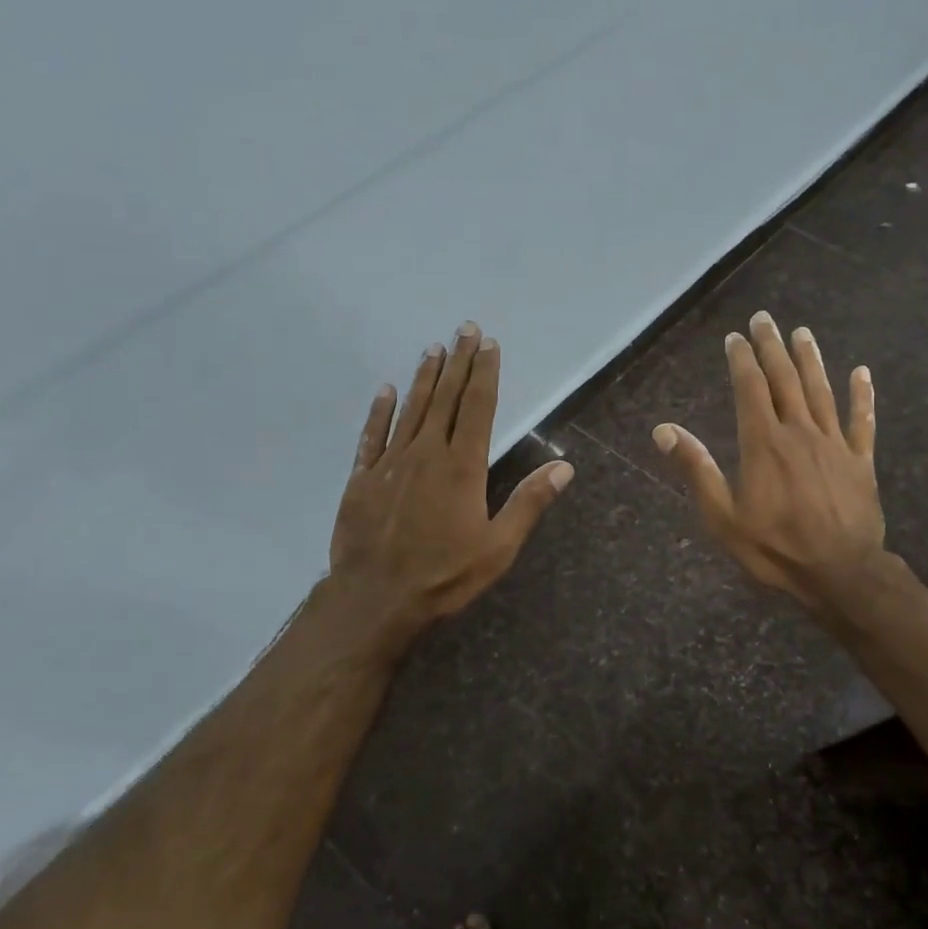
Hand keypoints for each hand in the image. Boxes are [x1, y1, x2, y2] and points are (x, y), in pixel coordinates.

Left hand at [327, 323, 572, 652]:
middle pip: (445, 398)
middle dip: (458, 362)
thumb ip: (528, 503)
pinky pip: (372, 435)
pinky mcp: (362, 478)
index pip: (477, 407)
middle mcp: (426, 453)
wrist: (375, 599)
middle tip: (464, 329)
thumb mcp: (498, 548)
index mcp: (462, 466)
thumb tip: (565, 467)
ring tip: (433, 349)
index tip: (489, 345)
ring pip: (411, 409)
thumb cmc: (444, 576)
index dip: (484, 374)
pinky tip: (386, 390)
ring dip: (424, 378)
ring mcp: (391, 463)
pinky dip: (380, 411)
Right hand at [653, 311, 886, 617]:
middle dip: (772, 347)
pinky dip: (861, 395)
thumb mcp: (722, 516)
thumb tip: (663, 430)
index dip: (742, 360)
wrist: (840, 572)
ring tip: (802, 333)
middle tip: (765, 319)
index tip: (735, 337)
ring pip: (821, 391)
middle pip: (785, 379)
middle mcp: (799, 431)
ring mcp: (834, 443)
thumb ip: (696, 469)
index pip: (750, 389)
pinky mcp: (860, 460)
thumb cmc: (774, 547)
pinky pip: (862, 421)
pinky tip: (862, 373)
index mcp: (763, 443)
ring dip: (811, 359)